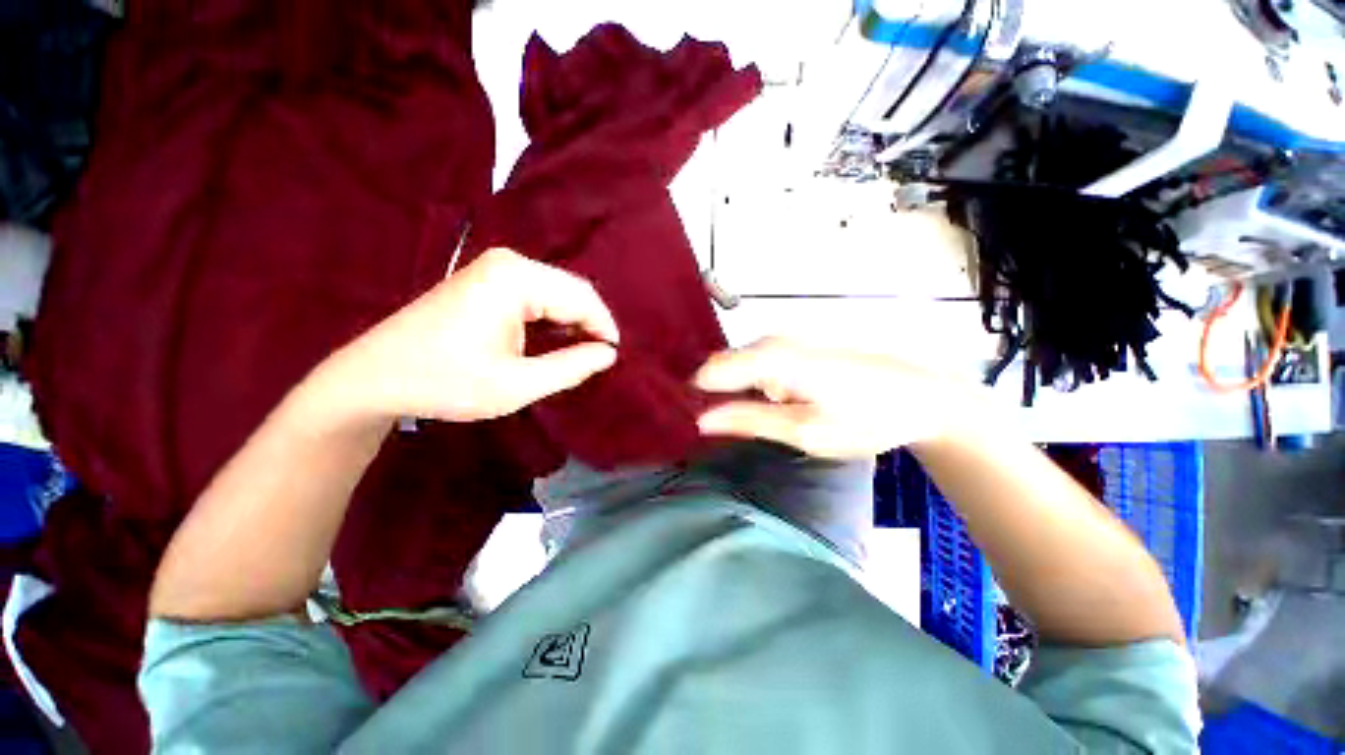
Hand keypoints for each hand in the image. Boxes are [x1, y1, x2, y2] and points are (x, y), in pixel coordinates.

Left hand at [324, 249, 619, 422]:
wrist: (375, 377)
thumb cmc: (447, 382)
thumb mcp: (518, 384)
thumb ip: (571, 367)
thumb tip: (608, 354)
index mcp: (517, 278)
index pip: (582, 298)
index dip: (605, 329)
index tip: (614, 358)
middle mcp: (509, 263)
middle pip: (571, 291)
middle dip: (590, 325)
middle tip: (599, 359)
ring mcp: (496, 269)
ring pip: (556, 294)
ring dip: (573, 324)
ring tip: (582, 355)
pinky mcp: (488, 281)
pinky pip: (537, 296)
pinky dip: (553, 320)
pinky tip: (556, 343)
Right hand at [694, 338, 981, 458]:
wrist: (922, 394)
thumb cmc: (867, 418)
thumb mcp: (805, 431)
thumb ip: (749, 421)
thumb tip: (700, 420)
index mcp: (775, 359)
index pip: (711, 371)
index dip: (695, 395)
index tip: (687, 421)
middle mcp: (775, 340)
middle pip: (722, 364)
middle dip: (710, 392)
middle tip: (711, 427)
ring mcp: (787, 339)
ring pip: (738, 362)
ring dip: (730, 388)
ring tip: (735, 419)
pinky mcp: (797, 344)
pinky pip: (756, 361)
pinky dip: (749, 382)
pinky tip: (762, 403)